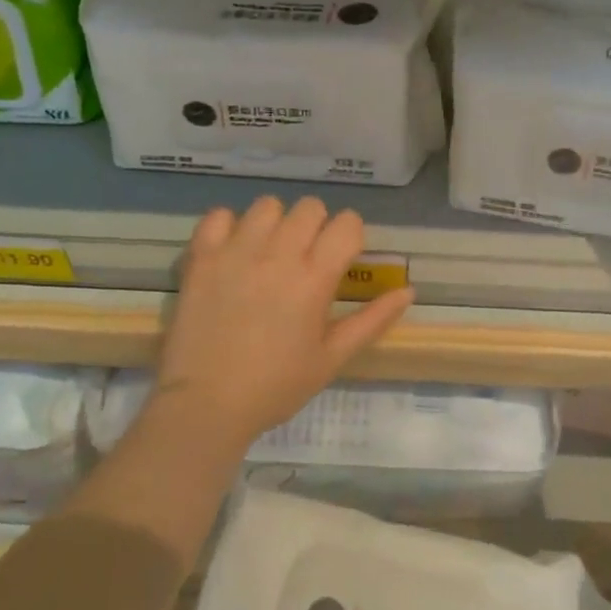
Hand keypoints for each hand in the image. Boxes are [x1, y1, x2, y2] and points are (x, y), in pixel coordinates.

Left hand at [150, 195, 413, 454]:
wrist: (206, 404)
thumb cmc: (276, 386)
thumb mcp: (332, 358)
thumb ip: (373, 320)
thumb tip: (408, 291)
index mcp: (315, 278)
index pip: (347, 223)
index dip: (350, 236)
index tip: (342, 259)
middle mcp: (279, 253)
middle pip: (309, 207)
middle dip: (316, 227)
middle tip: (306, 259)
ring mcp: (237, 251)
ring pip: (267, 205)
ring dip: (275, 223)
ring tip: (268, 253)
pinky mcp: (202, 257)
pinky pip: (219, 215)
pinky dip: (229, 226)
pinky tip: (233, 252)